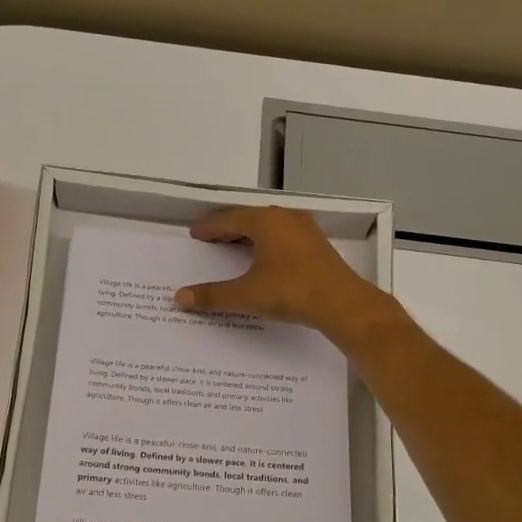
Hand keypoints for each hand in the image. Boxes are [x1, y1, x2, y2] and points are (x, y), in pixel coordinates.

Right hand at [173, 206, 387, 341]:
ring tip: (232, 248)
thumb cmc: (291, 292)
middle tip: (209, 239)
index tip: (195, 233)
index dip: (209, 227)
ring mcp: (305, 230)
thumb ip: (212, 296)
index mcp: (265, 222)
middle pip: (249, 219)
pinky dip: (266, 243)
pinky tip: (262, 258)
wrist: (342, 303)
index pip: (228, 219)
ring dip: (248, 236)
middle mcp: (285, 218)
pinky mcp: (317, 245)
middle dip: (227, 229)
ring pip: (268, 227)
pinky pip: (283, 236)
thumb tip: (180, 298)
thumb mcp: (246, 295)